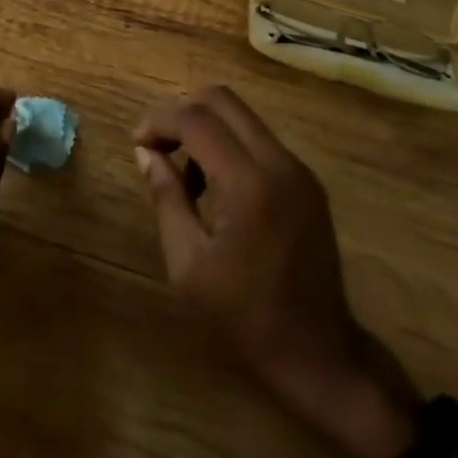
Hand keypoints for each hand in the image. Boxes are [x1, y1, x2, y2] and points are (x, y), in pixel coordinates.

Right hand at [134, 86, 418, 457]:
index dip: (159, 121)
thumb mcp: (189, 265)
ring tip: (186, 176)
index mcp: (249, 182)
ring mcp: (298, 169)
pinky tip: (217, 188)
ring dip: (206, 128)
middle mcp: (278, 161)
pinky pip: (259, 140)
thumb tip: (146, 152)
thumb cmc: (245, 318)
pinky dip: (230, 145)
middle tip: (158, 146)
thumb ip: (166, 198)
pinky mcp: (308, 181)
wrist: (320, 358)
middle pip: (222, 100)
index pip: (196, 120)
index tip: (137, 143)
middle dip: (182, 112)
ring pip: (242, 116)